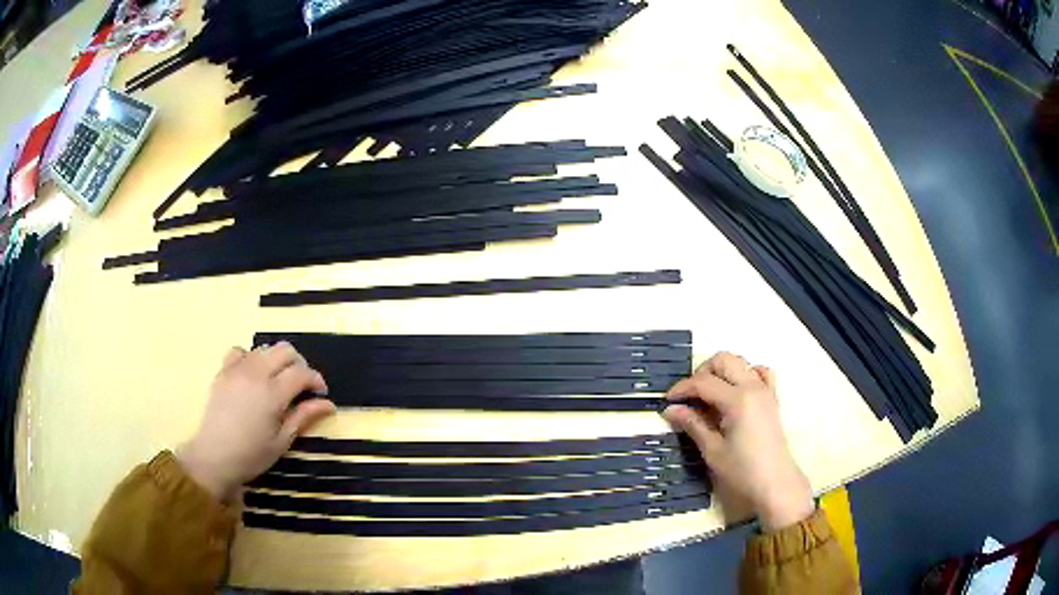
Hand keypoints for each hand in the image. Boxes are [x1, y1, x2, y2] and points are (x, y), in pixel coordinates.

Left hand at [176, 343, 335, 502]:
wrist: (214, 457)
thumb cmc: (252, 455)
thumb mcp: (282, 441)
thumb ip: (303, 417)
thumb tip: (328, 404)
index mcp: (273, 393)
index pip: (301, 372)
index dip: (315, 380)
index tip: (320, 394)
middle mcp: (256, 374)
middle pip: (285, 350)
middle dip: (299, 364)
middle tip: (301, 385)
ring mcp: (237, 369)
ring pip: (264, 348)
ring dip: (276, 361)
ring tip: (278, 381)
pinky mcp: (223, 371)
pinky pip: (240, 351)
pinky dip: (250, 358)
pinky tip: (252, 375)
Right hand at [663, 352, 813, 531]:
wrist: (775, 484)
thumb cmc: (742, 471)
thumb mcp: (712, 450)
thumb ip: (693, 425)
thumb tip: (670, 410)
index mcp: (737, 399)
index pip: (703, 382)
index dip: (682, 388)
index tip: (667, 401)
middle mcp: (753, 387)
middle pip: (723, 360)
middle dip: (702, 372)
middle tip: (690, 396)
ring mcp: (765, 390)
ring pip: (741, 363)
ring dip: (722, 372)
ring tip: (710, 396)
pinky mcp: (772, 398)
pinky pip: (761, 373)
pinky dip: (746, 375)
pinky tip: (736, 392)